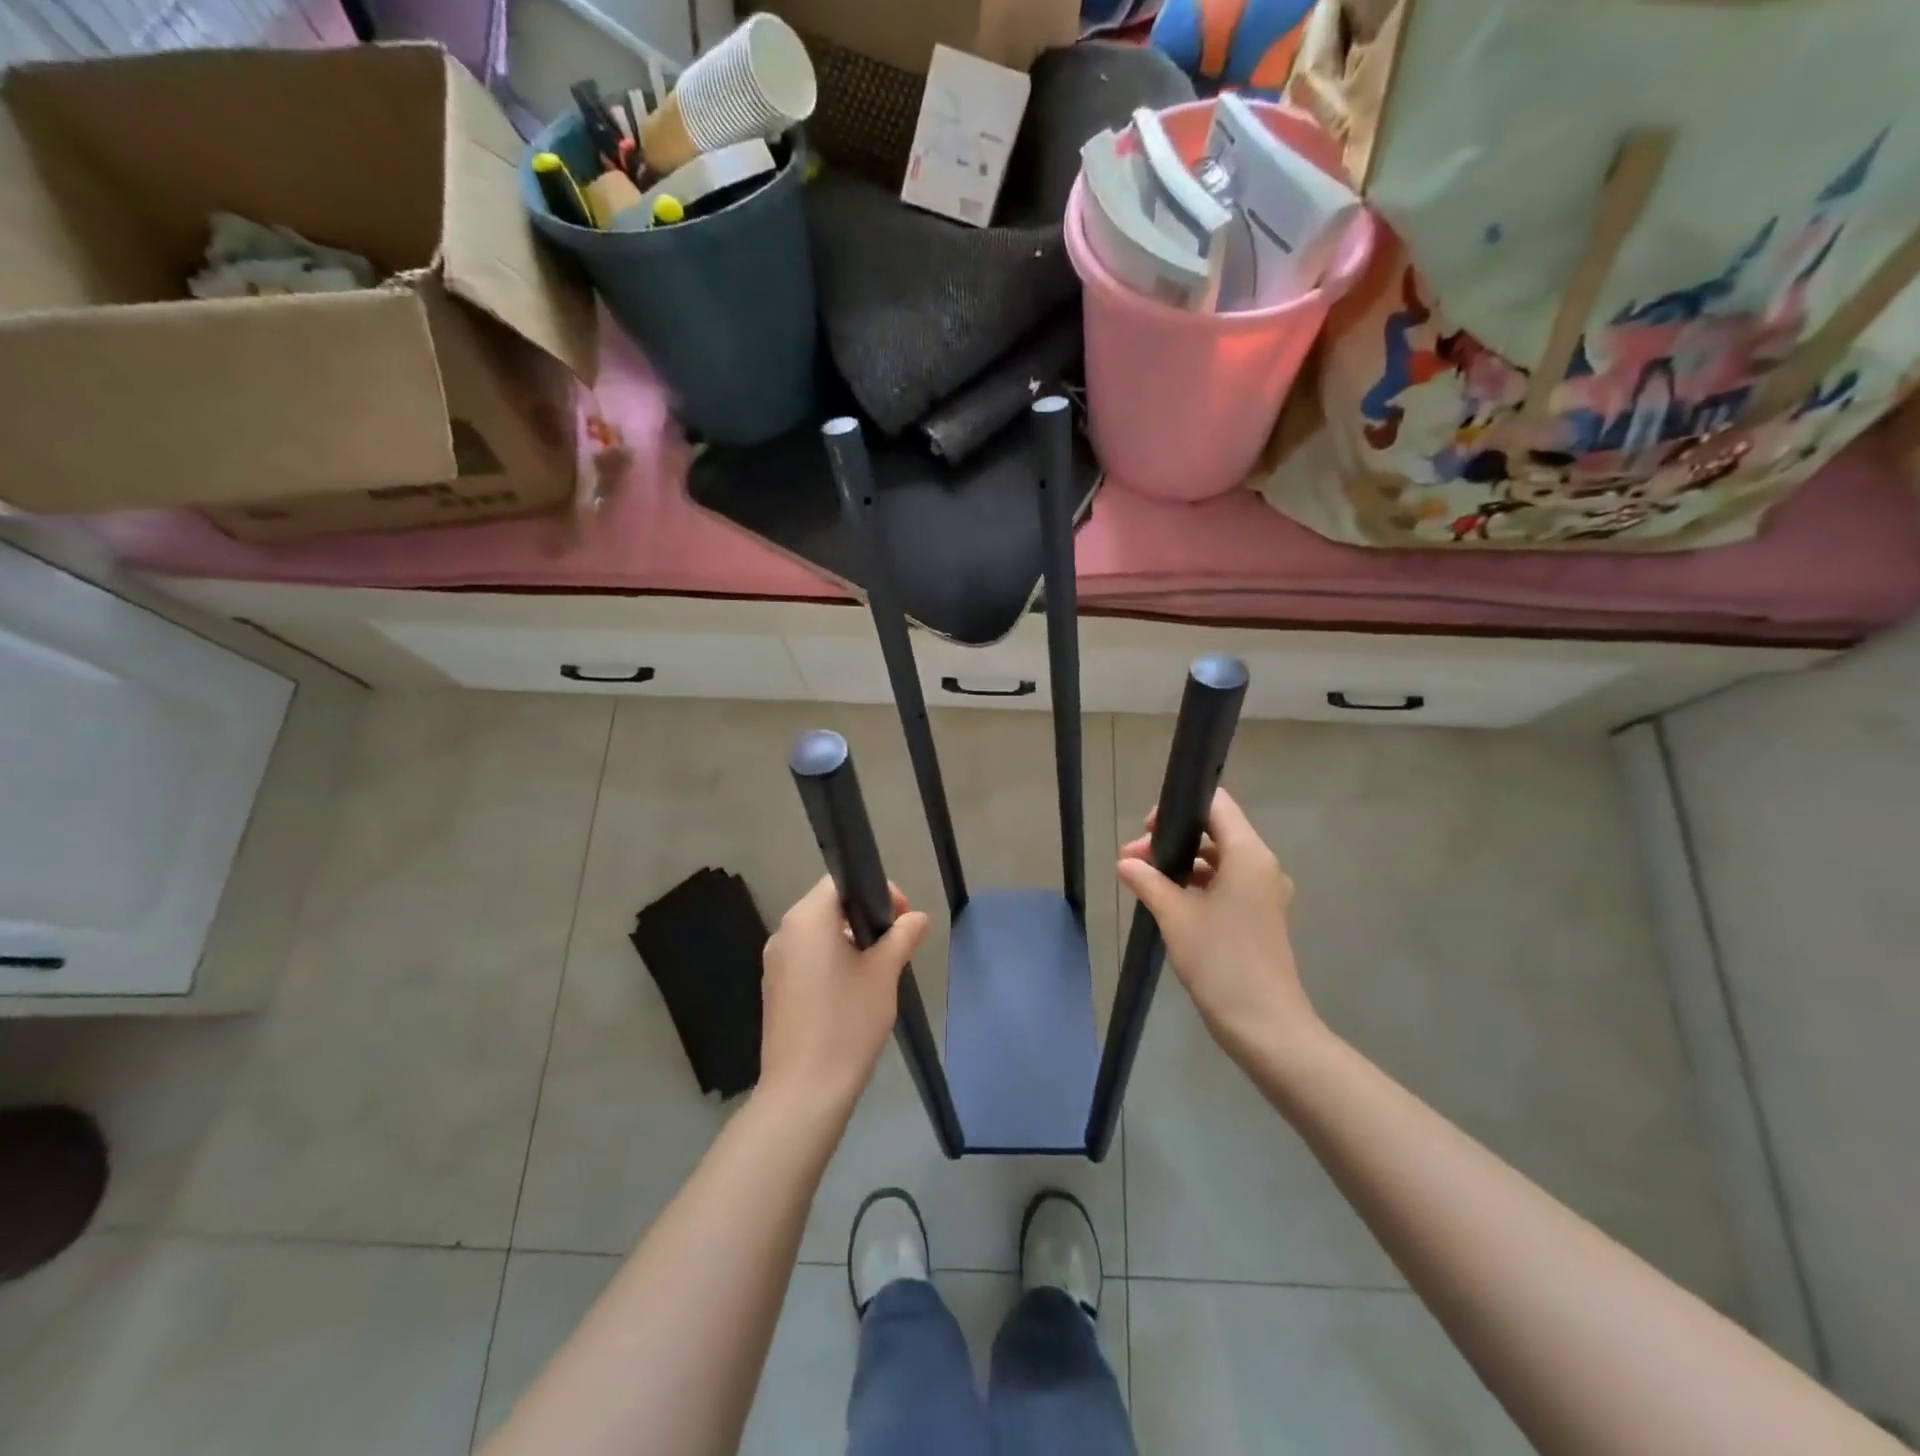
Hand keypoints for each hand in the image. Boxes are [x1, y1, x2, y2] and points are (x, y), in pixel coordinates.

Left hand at [759, 877, 929, 1115]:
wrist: (804, 1090)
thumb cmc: (848, 1022)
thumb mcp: (884, 973)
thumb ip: (902, 936)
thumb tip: (916, 918)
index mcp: (807, 918)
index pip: (842, 882)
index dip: (878, 892)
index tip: (902, 919)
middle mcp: (784, 932)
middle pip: (829, 906)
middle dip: (865, 917)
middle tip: (896, 944)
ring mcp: (775, 962)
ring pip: (818, 934)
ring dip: (849, 940)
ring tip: (879, 970)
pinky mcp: (774, 988)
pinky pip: (807, 958)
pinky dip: (831, 961)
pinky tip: (852, 992)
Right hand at [1117, 789, 1321, 1066]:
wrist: (1264, 1024)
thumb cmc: (1220, 960)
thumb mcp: (1175, 916)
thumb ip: (1149, 881)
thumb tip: (1125, 863)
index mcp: (1249, 855)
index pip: (1216, 805)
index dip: (1179, 808)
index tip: (1146, 830)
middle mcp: (1262, 866)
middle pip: (1215, 832)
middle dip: (1172, 841)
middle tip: (1132, 860)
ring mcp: (1264, 893)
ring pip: (1219, 860)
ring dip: (1182, 865)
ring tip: (1143, 881)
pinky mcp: (1260, 916)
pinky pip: (1227, 884)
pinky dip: (1198, 884)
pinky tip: (1168, 902)